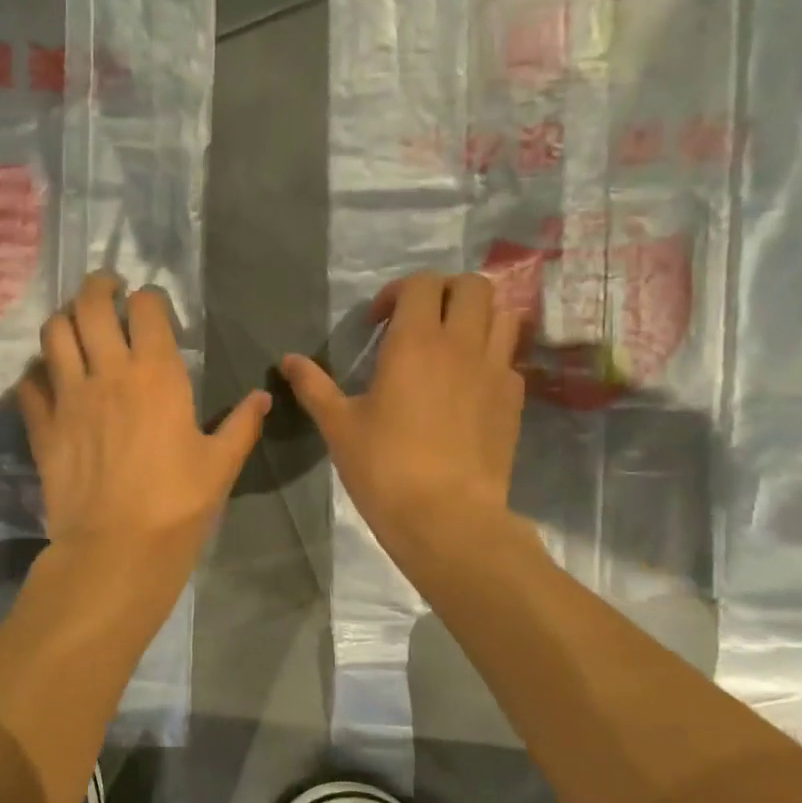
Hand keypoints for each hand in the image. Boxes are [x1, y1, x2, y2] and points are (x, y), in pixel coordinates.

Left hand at [17, 274, 268, 568]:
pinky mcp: (42, 426)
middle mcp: (108, 372)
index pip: (146, 308)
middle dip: (98, 287)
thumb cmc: (177, 506)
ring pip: (54, 333)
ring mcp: (69, 397)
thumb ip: (241, 425)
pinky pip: (29, 383)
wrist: (116, 550)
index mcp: (157, 374)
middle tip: (107, 291)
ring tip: (76, 326)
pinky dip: (37, 373)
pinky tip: (48, 380)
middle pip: (90, 305)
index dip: (148, 298)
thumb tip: (262, 398)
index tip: (151, 304)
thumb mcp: (221, 465)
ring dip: (65, 320)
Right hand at [280, 271, 524, 548]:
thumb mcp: (339, 426)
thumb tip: (287, 360)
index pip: (422, 284)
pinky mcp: (514, 400)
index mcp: (416, 342)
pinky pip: (508, 357)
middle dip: (445, 292)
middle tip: (420, 321)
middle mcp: (462, 344)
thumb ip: (313, 386)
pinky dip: (490, 355)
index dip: (398, 292)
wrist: (447, 518)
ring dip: (477, 316)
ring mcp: (496, 370)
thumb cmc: (385, 468)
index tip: (378, 323)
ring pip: (502, 314)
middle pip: (473, 285)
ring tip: (450, 343)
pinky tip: (468, 384)